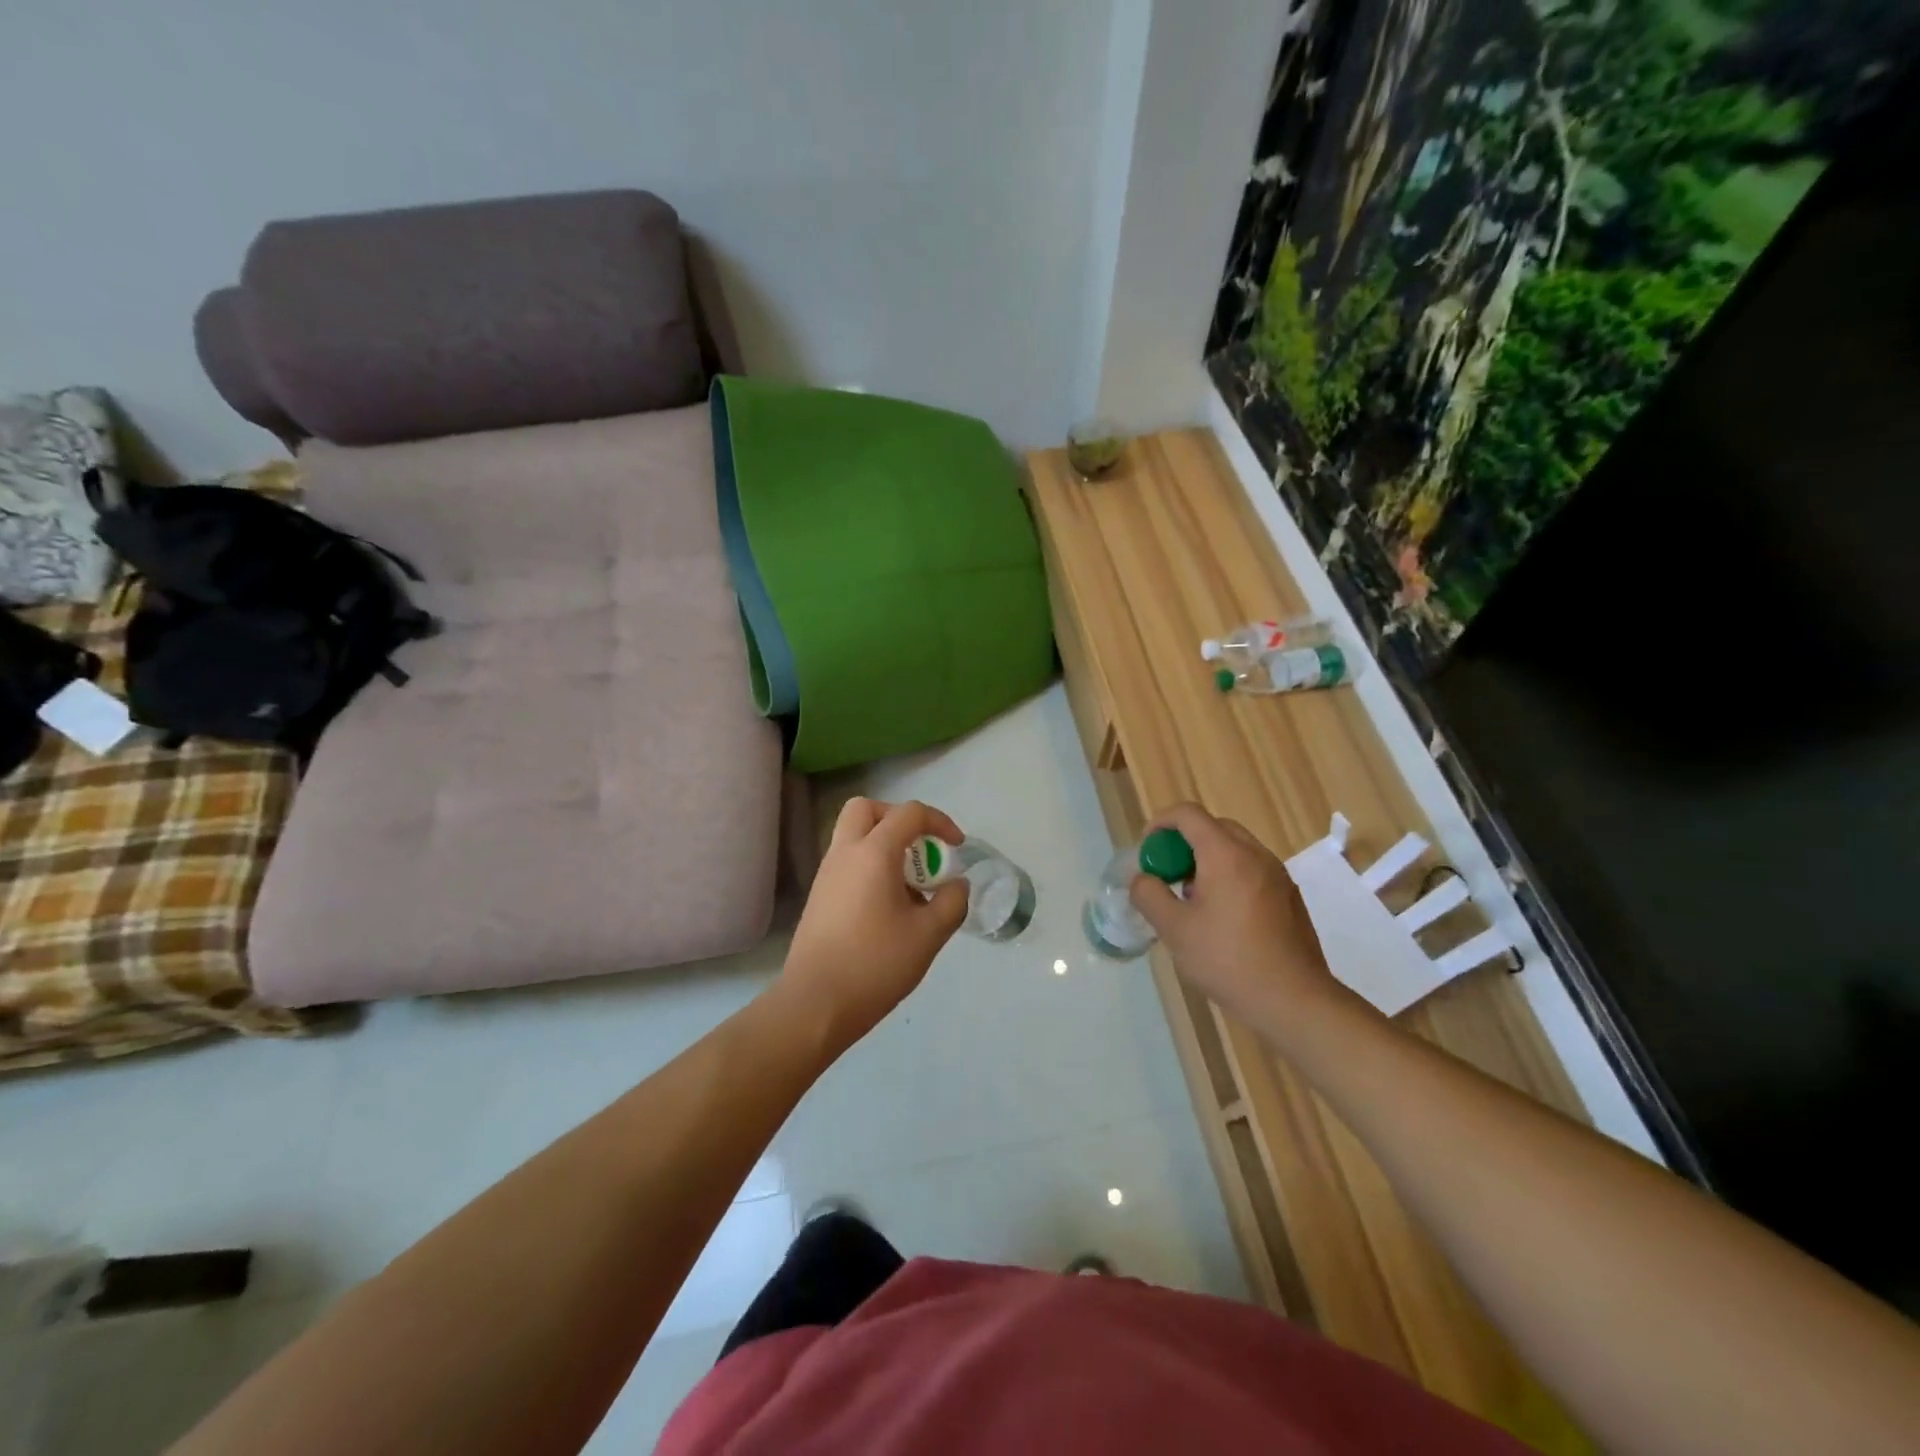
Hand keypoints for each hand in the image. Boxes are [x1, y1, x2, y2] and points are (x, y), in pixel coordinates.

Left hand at [780, 798, 970, 1052]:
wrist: (815, 1004)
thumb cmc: (875, 964)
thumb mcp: (929, 935)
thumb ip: (951, 902)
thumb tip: (956, 885)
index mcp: (874, 853)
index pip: (909, 813)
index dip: (940, 822)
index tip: (957, 847)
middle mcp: (845, 853)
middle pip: (867, 809)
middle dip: (899, 819)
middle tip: (921, 849)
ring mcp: (826, 875)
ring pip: (854, 836)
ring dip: (884, 844)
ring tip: (910, 886)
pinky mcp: (819, 897)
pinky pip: (847, 862)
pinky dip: (870, 866)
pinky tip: (888, 907)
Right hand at [1128, 803, 1351, 1045]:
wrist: (1294, 1001)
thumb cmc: (1228, 960)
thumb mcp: (1174, 930)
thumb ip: (1150, 895)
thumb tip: (1142, 879)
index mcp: (1226, 855)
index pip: (1188, 814)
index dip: (1160, 823)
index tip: (1146, 850)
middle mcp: (1256, 855)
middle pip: (1213, 827)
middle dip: (1183, 842)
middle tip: (1166, 874)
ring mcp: (1277, 875)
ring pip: (1235, 848)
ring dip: (1206, 859)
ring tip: (1190, 898)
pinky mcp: (1289, 897)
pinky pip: (1251, 869)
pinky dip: (1228, 875)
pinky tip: (1221, 917)